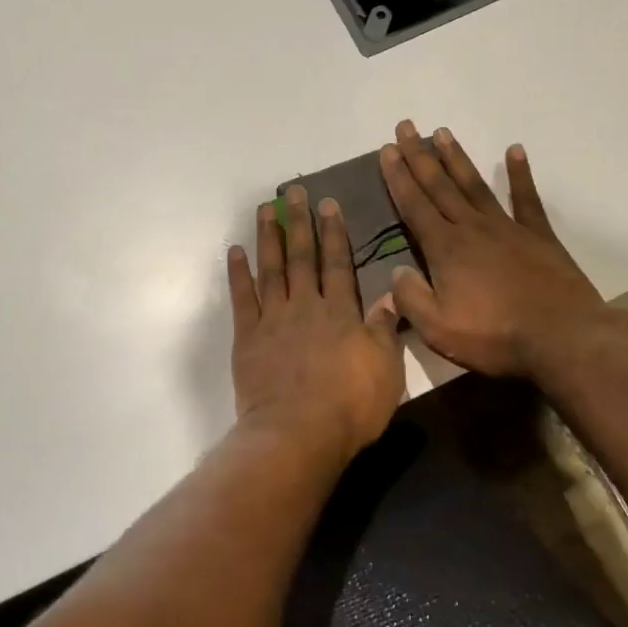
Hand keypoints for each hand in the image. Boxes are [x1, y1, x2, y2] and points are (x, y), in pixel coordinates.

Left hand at [228, 186, 404, 461]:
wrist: (298, 434)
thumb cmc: (350, 407)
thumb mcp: (386, 370)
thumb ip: (385, 330)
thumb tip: (392, 296)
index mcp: (341, 313)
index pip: (339, 264)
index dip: (335, 233)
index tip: (329, 204)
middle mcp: (306, 306)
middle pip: (303, 257)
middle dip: (300, 222)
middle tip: (294, 192)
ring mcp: (273, 320)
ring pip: (271, 269)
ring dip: (268, 237)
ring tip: (265, 209)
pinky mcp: (247, 338)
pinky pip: (242, 299)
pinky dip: (238, 274)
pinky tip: (235, 252)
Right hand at [379, 121, 605, 377]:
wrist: (562, 338)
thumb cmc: (494, 336)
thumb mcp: (437, 328)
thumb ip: (410, 298)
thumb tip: (396, 272)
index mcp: (445, 249)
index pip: (414, 205)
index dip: (398, 176)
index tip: (387, 149)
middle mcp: (472, 228)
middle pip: (440, 185)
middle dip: (419, 155)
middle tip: (406, 126)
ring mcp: (508, 228)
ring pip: (474, 185)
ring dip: (456, 158)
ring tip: (442, 132)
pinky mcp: (538, 236)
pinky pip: (526, 199)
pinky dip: (520, 174)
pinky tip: (514, 150)